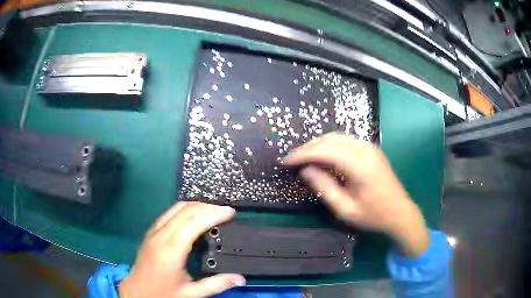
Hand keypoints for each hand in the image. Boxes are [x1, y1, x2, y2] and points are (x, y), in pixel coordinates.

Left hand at [118, 202, 244, 297]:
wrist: (136, 292)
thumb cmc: (163, 294)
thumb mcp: (191, 294)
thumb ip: (216, 284)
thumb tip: (241, 278)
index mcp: (171, 250)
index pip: (193, 223)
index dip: (213, 214)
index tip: (230, 212)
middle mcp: (161, 235)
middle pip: (185, 211)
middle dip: (207, 207)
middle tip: (226, 211)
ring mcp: (154, 231)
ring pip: (176, 208)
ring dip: (196, 206)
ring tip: (213, 211)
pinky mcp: (151, 232)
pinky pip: (169, 213)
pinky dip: (185, 209)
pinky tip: (193, 216)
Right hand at [283, 133, 428, 257]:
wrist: (400, 212)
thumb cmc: (374, 215)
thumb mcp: (345, 209)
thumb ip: (324, 188)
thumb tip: (306, 170)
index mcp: (359, 165)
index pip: (325, 151)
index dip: (303, 154)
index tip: (286, 161)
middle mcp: (365, 150)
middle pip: (330, 140)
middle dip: (308, 148)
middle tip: (292, 159)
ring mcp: (369, 147)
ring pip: (337, 137)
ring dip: (318, 145)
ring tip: (304, 157)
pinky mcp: (371, 149)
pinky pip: (346, 140)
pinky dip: (330, 145)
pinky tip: (323, 155)